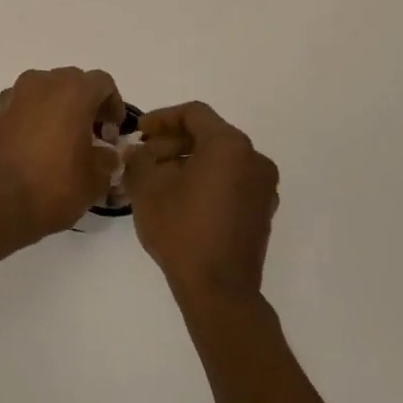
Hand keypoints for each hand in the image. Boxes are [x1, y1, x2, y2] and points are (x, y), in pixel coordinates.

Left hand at [0, 68, 123, 245]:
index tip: (113, 132)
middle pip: (72, 82)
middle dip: (86, 105)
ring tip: (64, 142)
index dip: (113, 106)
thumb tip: (105, 153)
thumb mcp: (96, 178)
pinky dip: (36, 118)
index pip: (102, 83)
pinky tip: (39, 147)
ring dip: (59, 109)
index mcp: (72, 90)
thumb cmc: (54, 187)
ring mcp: (14, 95)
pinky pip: (24, 106)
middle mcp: (42, 83)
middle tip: (92, 135)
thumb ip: (108, 157)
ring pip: (46, 92)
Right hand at [123, 102, 278, 306]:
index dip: (162, 118)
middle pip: (209, 136)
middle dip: (173, 143)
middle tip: (144, 158)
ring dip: (188, 162)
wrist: (219, 289)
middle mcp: (254, 159)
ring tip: (158, 180)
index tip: (138, 133)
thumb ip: (139, 159)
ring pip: (221, 160)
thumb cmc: (182, 230)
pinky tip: (181, 199)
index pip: (194, 114)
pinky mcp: (262, 211)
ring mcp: (263, 187)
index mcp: (229, 146)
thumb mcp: (148, 189)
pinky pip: (231, 181)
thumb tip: (138, 152)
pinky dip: (206, 180)